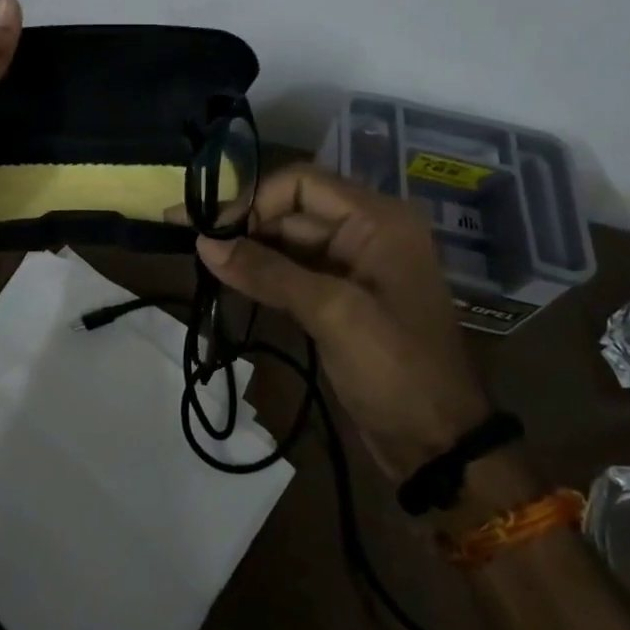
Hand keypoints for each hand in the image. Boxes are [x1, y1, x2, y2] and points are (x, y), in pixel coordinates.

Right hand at [197, 164, 490, 481]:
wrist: (439, 446)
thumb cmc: (395, 369)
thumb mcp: (331, 313)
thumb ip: (267, 272)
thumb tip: (203, 242)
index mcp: (377, 219)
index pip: (301, 184)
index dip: (253, 199)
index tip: (210, 226)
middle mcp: (367, 231)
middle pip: (292, 209)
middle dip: (244, 223)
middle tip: (190, 237)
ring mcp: (355, 265)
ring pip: (289, 241)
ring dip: (248, 247)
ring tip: (201, 257)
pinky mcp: (342, 296)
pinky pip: (295, 270)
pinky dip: (263, 272)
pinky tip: (228, 277)